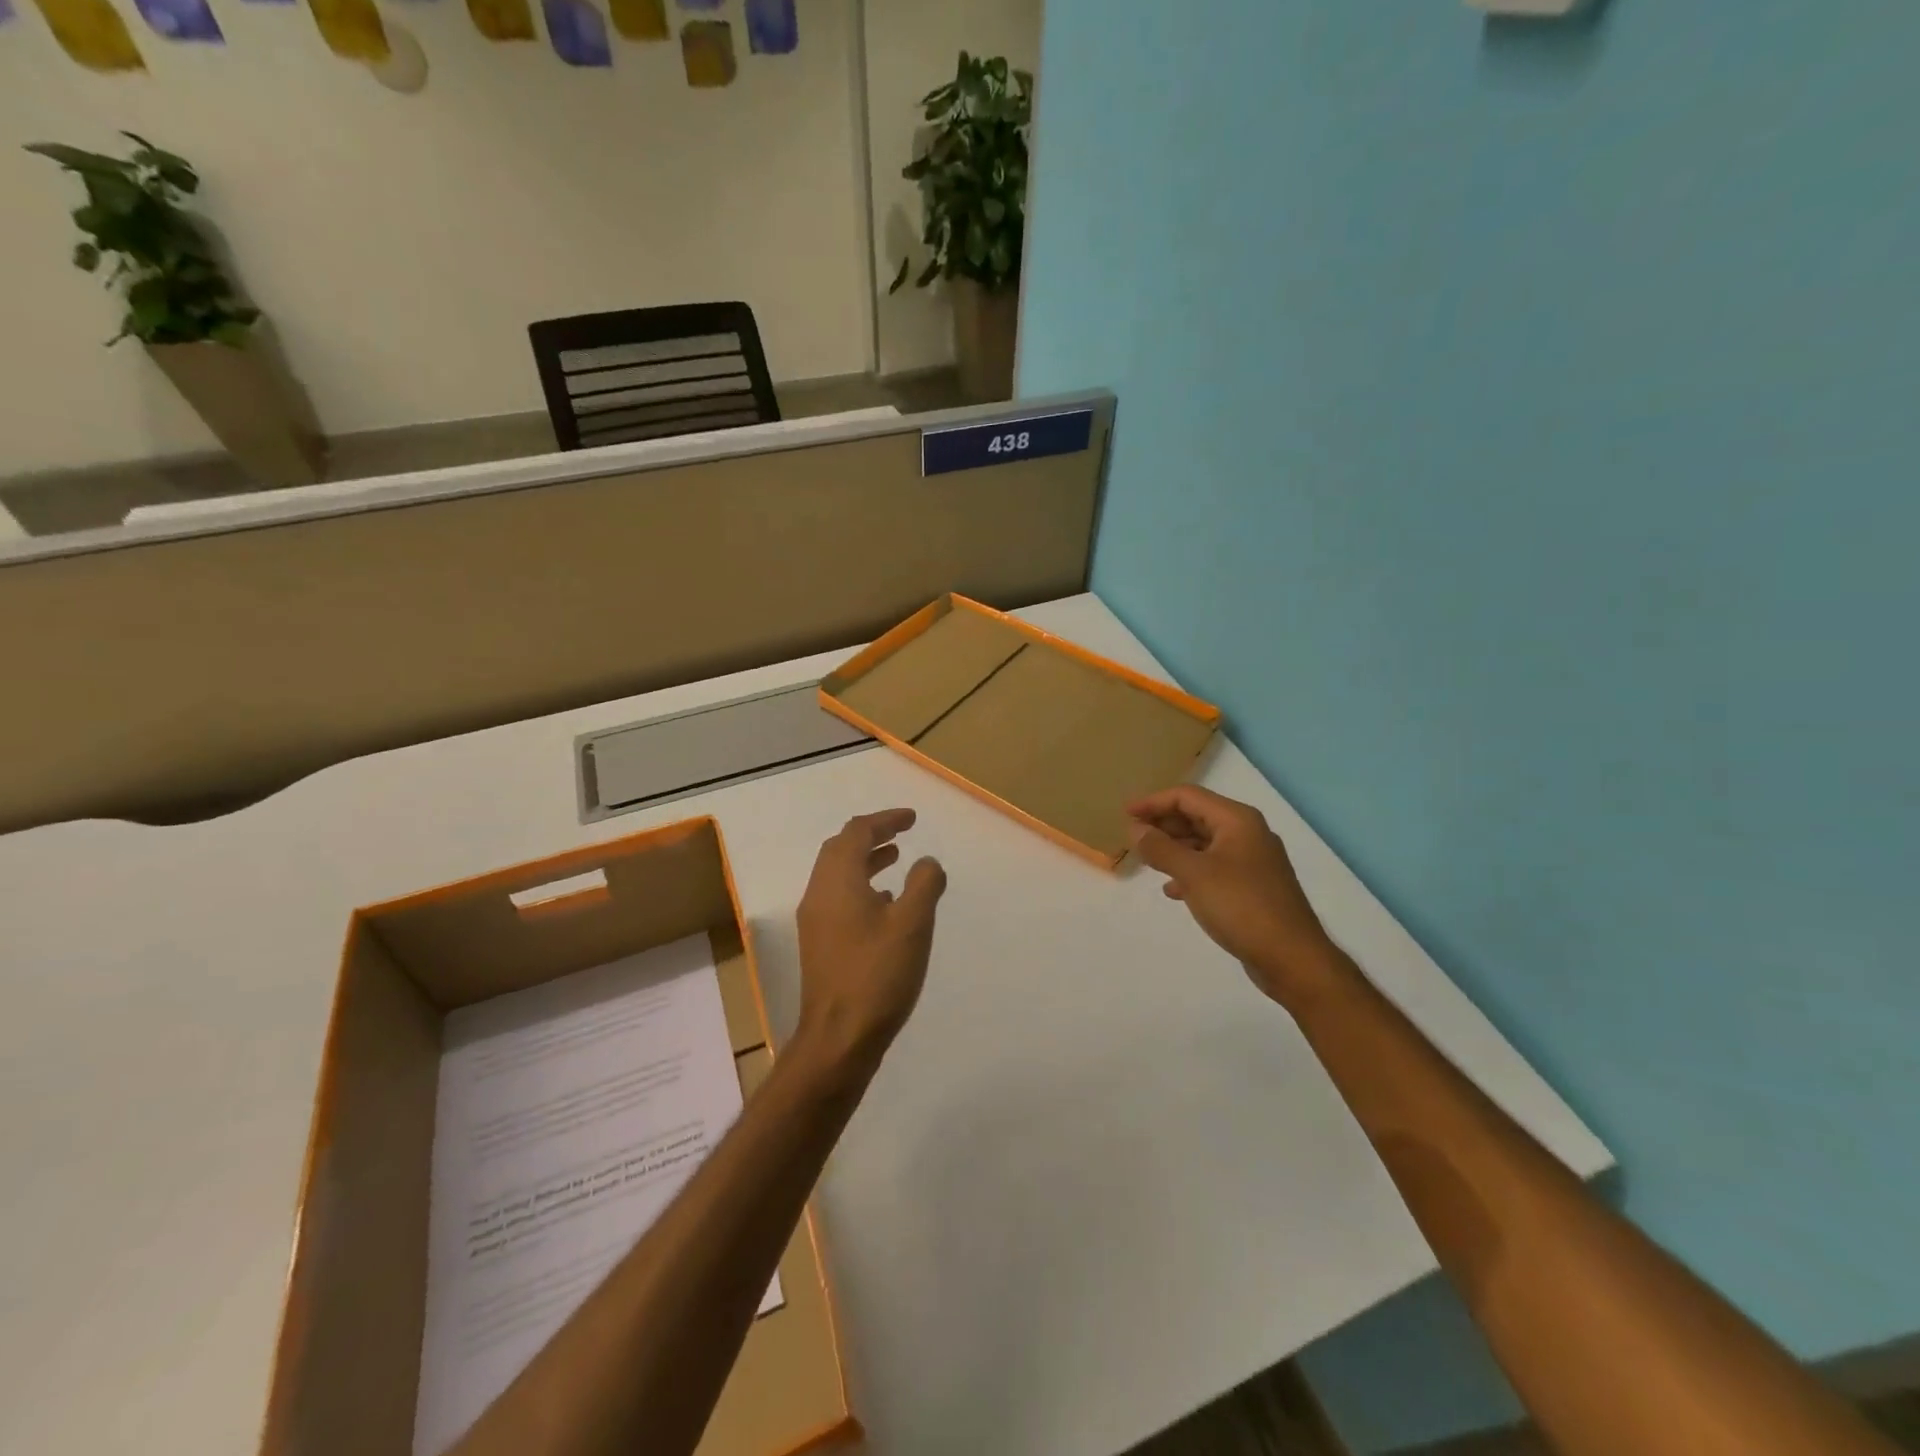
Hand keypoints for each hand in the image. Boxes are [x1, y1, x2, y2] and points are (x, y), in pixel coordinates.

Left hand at [794, 809, 946, 1067]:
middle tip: (901, 833)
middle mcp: (819, 894)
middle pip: (840, 849)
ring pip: (838, 875)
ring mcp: (816, 921)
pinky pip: (839, 898)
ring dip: (865, 860)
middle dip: (872, 835)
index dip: (885, 820)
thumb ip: (924, 884)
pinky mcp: (819, 944)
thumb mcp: (912, 924)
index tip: (911, 819)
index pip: (857, 832)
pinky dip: (861, 886)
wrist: (838, 1038)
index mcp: (838, 881)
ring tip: (895, 859)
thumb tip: (927, 862)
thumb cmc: (877, 975)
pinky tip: (885, 904)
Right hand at [1128, 786, 1339, 1004]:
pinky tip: (1174, 890)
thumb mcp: (1193, 874)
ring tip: (1147, 861)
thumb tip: (1136, 829)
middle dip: (1163, 824)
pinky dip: (1190, 871)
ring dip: (1174, 848)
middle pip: (1197, 816)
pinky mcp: (1252, 886)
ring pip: (1204, 843)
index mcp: (1237, 820)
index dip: (1153, 802)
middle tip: (1133, 837)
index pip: (1187, 796)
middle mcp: (1247, 833)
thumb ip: (1161, 848)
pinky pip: (1213, 867)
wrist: (1292, 958)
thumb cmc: (1241, 906)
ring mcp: (1252, 861)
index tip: (1125, 814)